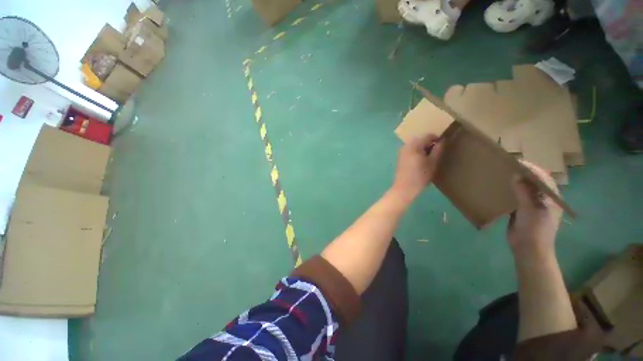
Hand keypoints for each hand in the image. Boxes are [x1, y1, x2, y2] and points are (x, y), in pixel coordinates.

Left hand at [391, 133, 443, 201]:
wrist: (404, 188)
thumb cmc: (420, 176)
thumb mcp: (432, 163)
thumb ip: (438, 150)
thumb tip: (442, 141)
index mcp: (414, 145)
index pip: (427, 135)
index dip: (437, 139)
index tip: (443, 146)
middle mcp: (406, 146)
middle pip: (420, 139)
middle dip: (429, 144)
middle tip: (437, 153)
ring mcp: (401, 152)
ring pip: (415, 145)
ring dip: (423, 148)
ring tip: (430, 158)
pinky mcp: (400, 158)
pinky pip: (410, 150)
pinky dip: (417, 152)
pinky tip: (421, 162)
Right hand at [508, 160, 562, 256]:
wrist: (529, 250)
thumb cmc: (534, 230)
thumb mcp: (530, 210)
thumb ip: (524, 193)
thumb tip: (516, 175)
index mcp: (551, 199)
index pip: (544, 178)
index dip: (532, 169)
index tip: (518, 162)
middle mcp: (544, 200)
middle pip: (535, 182)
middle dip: (524, 173)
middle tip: (509, 166)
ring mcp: (533, 205)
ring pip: (526, 189)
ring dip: (517, 181)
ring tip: (504, 174)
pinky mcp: (523, 210)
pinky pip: (518, 196)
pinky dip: (511, 190)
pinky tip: (502, 188)